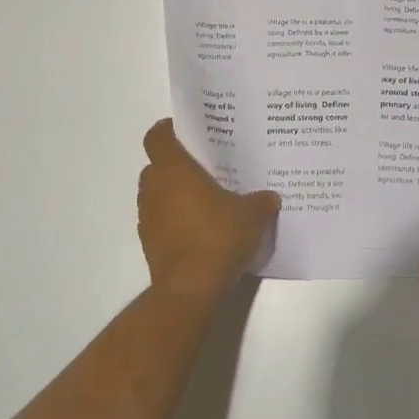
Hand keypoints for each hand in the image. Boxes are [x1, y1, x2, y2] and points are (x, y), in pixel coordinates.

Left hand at [137, 119, 279, 297]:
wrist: (191, 288)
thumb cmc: (218, 237)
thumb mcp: (253, 215)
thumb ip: (261, 201)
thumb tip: (270, 197)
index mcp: (174, 170)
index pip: (157, 137)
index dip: (167, 130)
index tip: (184, 130)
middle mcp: (154, 188)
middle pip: (156, 166)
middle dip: (176, 165)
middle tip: (203, 168)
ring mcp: (148, 217)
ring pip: (157, 194)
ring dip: (173, 194)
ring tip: (204, 200)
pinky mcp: (148, 243)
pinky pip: (160, 221)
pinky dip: (173, 220)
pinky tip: (199, 230)